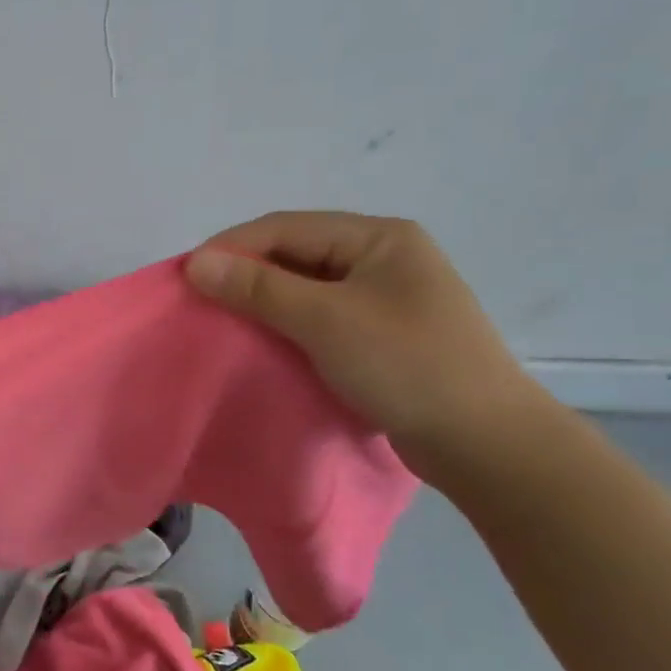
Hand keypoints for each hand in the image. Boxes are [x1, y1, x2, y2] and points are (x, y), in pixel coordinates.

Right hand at [186, 212, 549, 477]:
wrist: (485, 443)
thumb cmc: (406, 365)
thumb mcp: (326, 320)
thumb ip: (259, 288)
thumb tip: (196, 262)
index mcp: (379, 238)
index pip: (286, 228)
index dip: (231, 247)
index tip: (185, 276)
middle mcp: (384, 258)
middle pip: (296, 254)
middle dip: (245, 273)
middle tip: (199, 299)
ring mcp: (386, 298)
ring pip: (307, 287)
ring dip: (264, 301)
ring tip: (222, 320)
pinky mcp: (384, 335)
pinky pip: (321, 318)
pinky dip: (287, 325)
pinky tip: (262, 342)